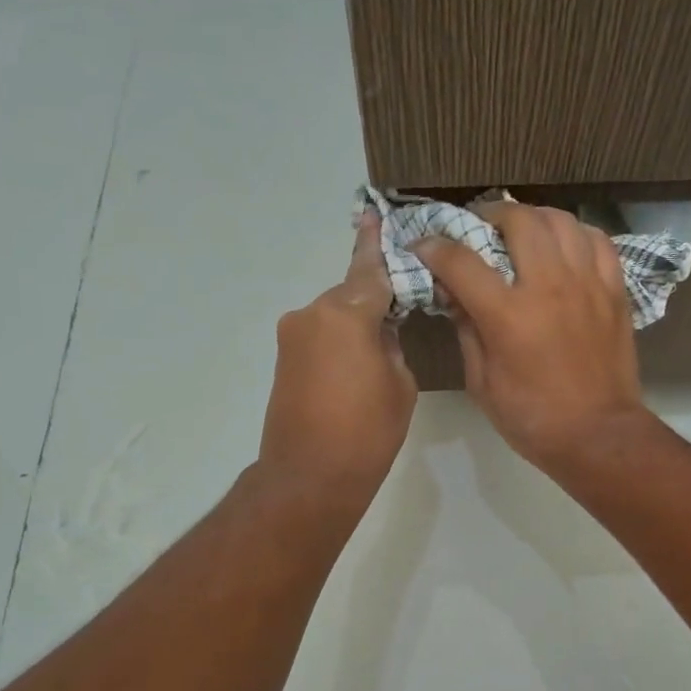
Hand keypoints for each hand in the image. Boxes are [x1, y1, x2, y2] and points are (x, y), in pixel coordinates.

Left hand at [259, 212, 415, 500]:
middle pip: (352, 293)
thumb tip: (380, 331)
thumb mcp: (400, 383)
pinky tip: (359, 365)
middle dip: (376, 300)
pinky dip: (341, 342)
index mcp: (347, 313)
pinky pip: (321, 336)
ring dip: (358, 325)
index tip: (374, 213)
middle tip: (405, 314)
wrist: (309, 477)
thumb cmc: (367, 432)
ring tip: (382, 353)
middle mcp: (313, 314)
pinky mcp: (285, 359)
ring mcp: (293, 336)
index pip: (369, 269)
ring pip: (335, 316)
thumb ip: (393, 344)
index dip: (376, 243)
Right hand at [414, 202, 650, 473]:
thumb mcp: (482, 383)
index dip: (434, 247)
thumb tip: (454, 295)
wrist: (598, 435)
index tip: (424, 246)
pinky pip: (598, 242)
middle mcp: (549, 286)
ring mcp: (587, 285)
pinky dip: (577, 234)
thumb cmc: (532, 418)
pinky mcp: (614, 292)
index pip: (461, 261)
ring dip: (535, 218)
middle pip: (518, 221)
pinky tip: (565, 246)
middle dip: (490, 215)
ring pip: (562, 221)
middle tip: (480, 228)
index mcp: (509, 315)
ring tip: (523, 230)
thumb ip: (467, 331)